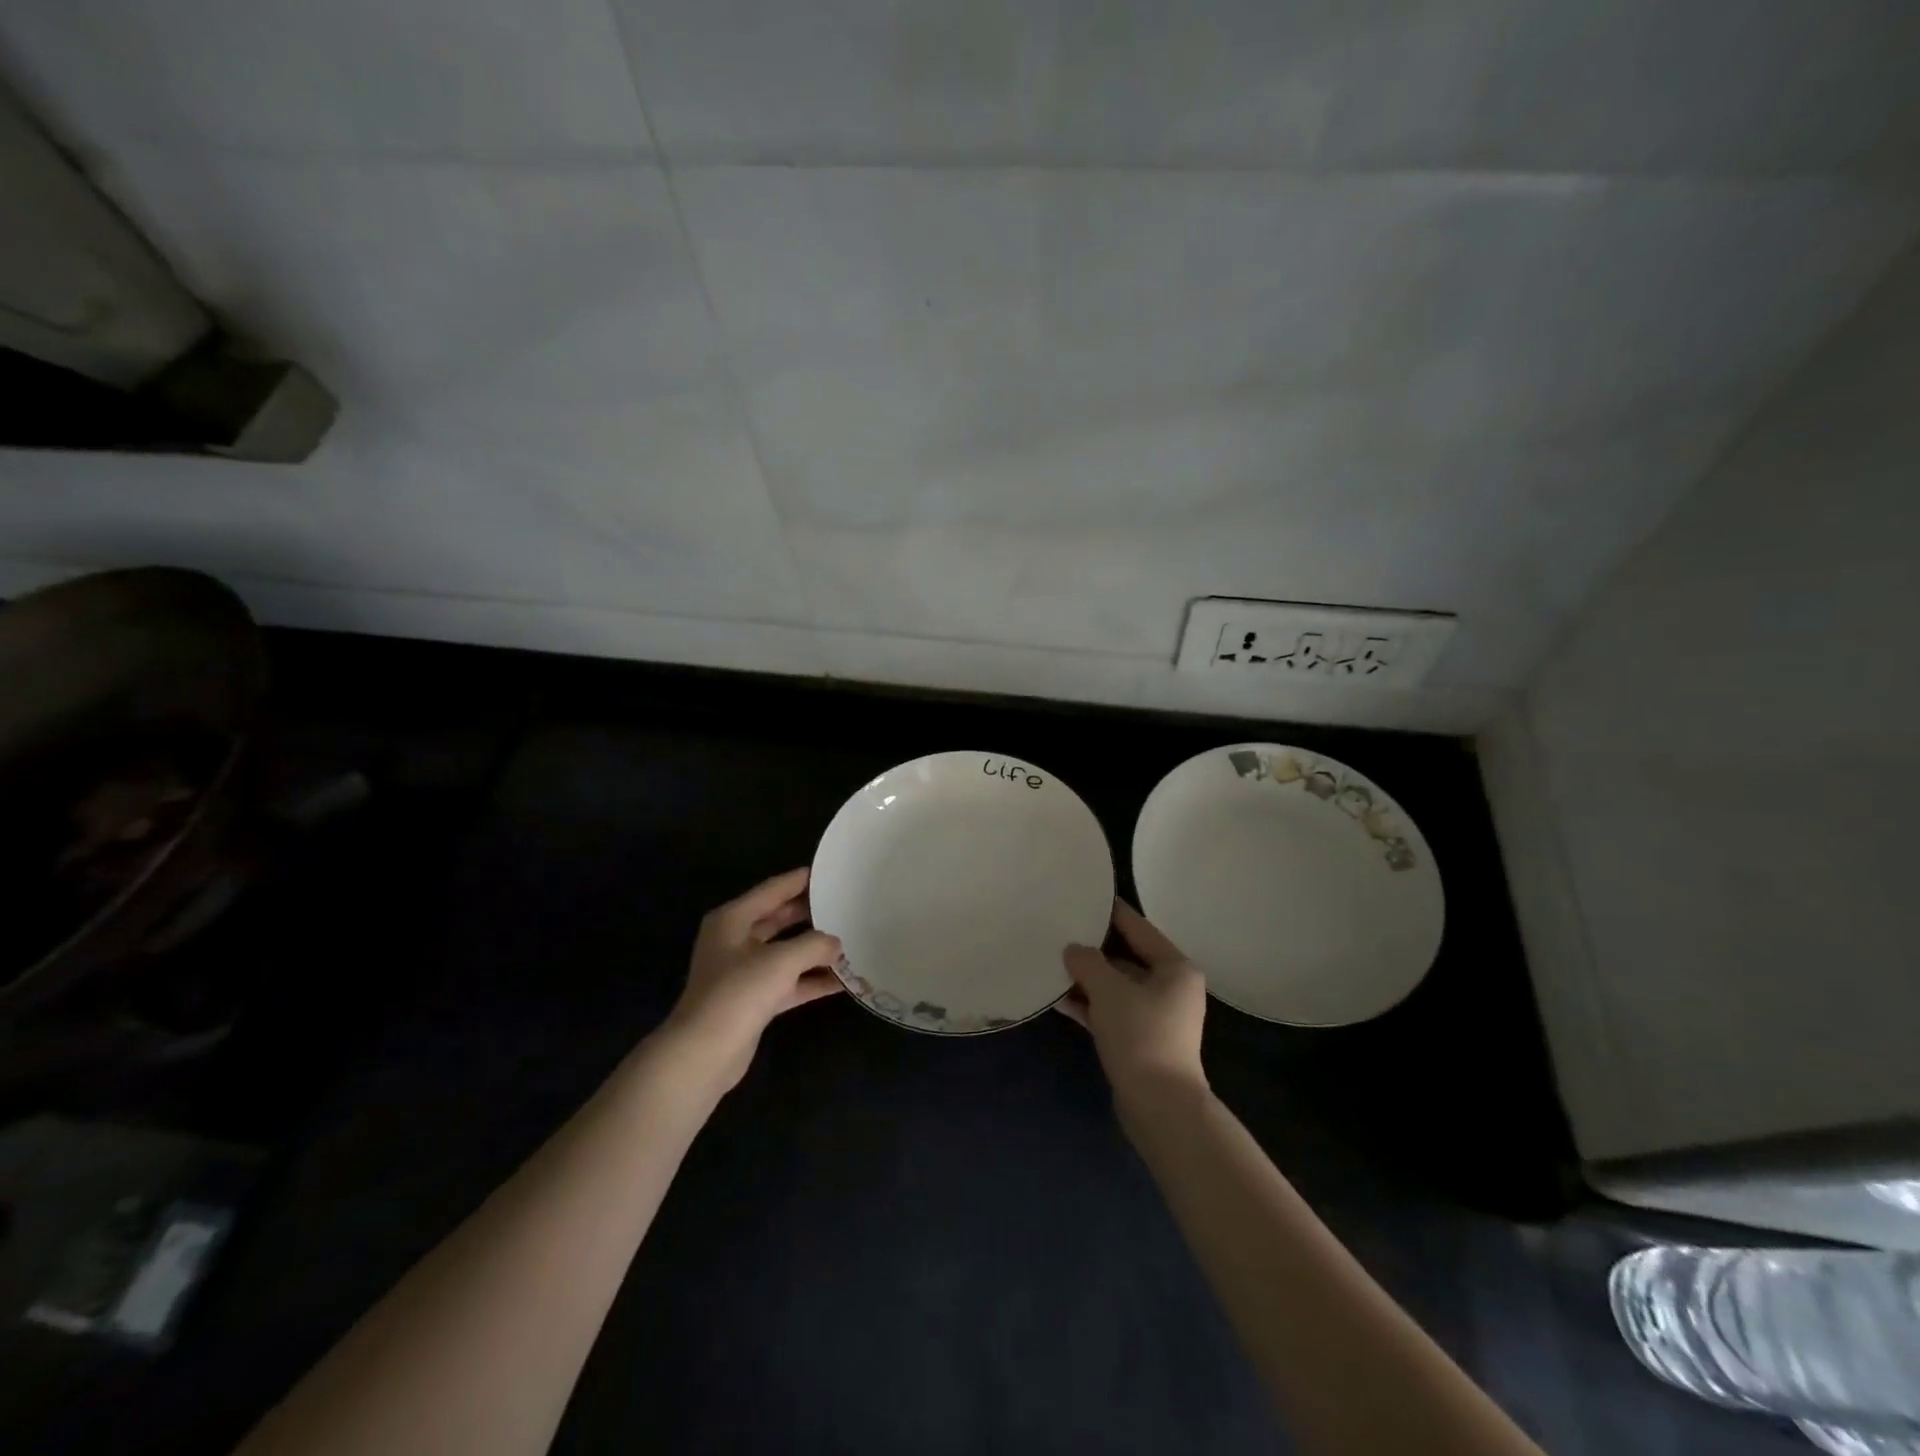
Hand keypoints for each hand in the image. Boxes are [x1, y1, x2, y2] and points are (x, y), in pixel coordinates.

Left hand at [662, 868, 843, 1089]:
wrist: (704, 1054)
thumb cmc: (738, 993)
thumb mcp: (781, 960)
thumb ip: (814, 945)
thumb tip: (836, 943)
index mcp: (733, 920)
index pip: (772, 890)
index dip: (800, 880)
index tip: (830, 872)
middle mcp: (736, 940)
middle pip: (779, 919)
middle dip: (810, 913)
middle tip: (844, 903)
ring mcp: (744, 972)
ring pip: (786, 952)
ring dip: (815, 949)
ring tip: (850, 938)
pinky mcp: (754, 1000)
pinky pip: (789, 982)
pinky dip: (812, 980)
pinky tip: (843, 980)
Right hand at [1058, 899, 1207, 1096]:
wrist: (1159, 1106)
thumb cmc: (1141, 1035)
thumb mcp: (1109, 990)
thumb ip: (1087, 962)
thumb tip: (1073, 950)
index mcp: (1175, 968)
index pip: (1138, 927)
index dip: (1110, 911)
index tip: (1084, 895)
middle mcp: (1170, 987)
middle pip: (1125, 957)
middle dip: (1092, 949)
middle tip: (1059, 930)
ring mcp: (1155, 1016)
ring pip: (1115, 986)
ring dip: (1086, 978)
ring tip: (1050, 963)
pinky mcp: (1140, 1040)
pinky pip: (1110, 1011)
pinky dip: (1088, 1004)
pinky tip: (1057, 997)